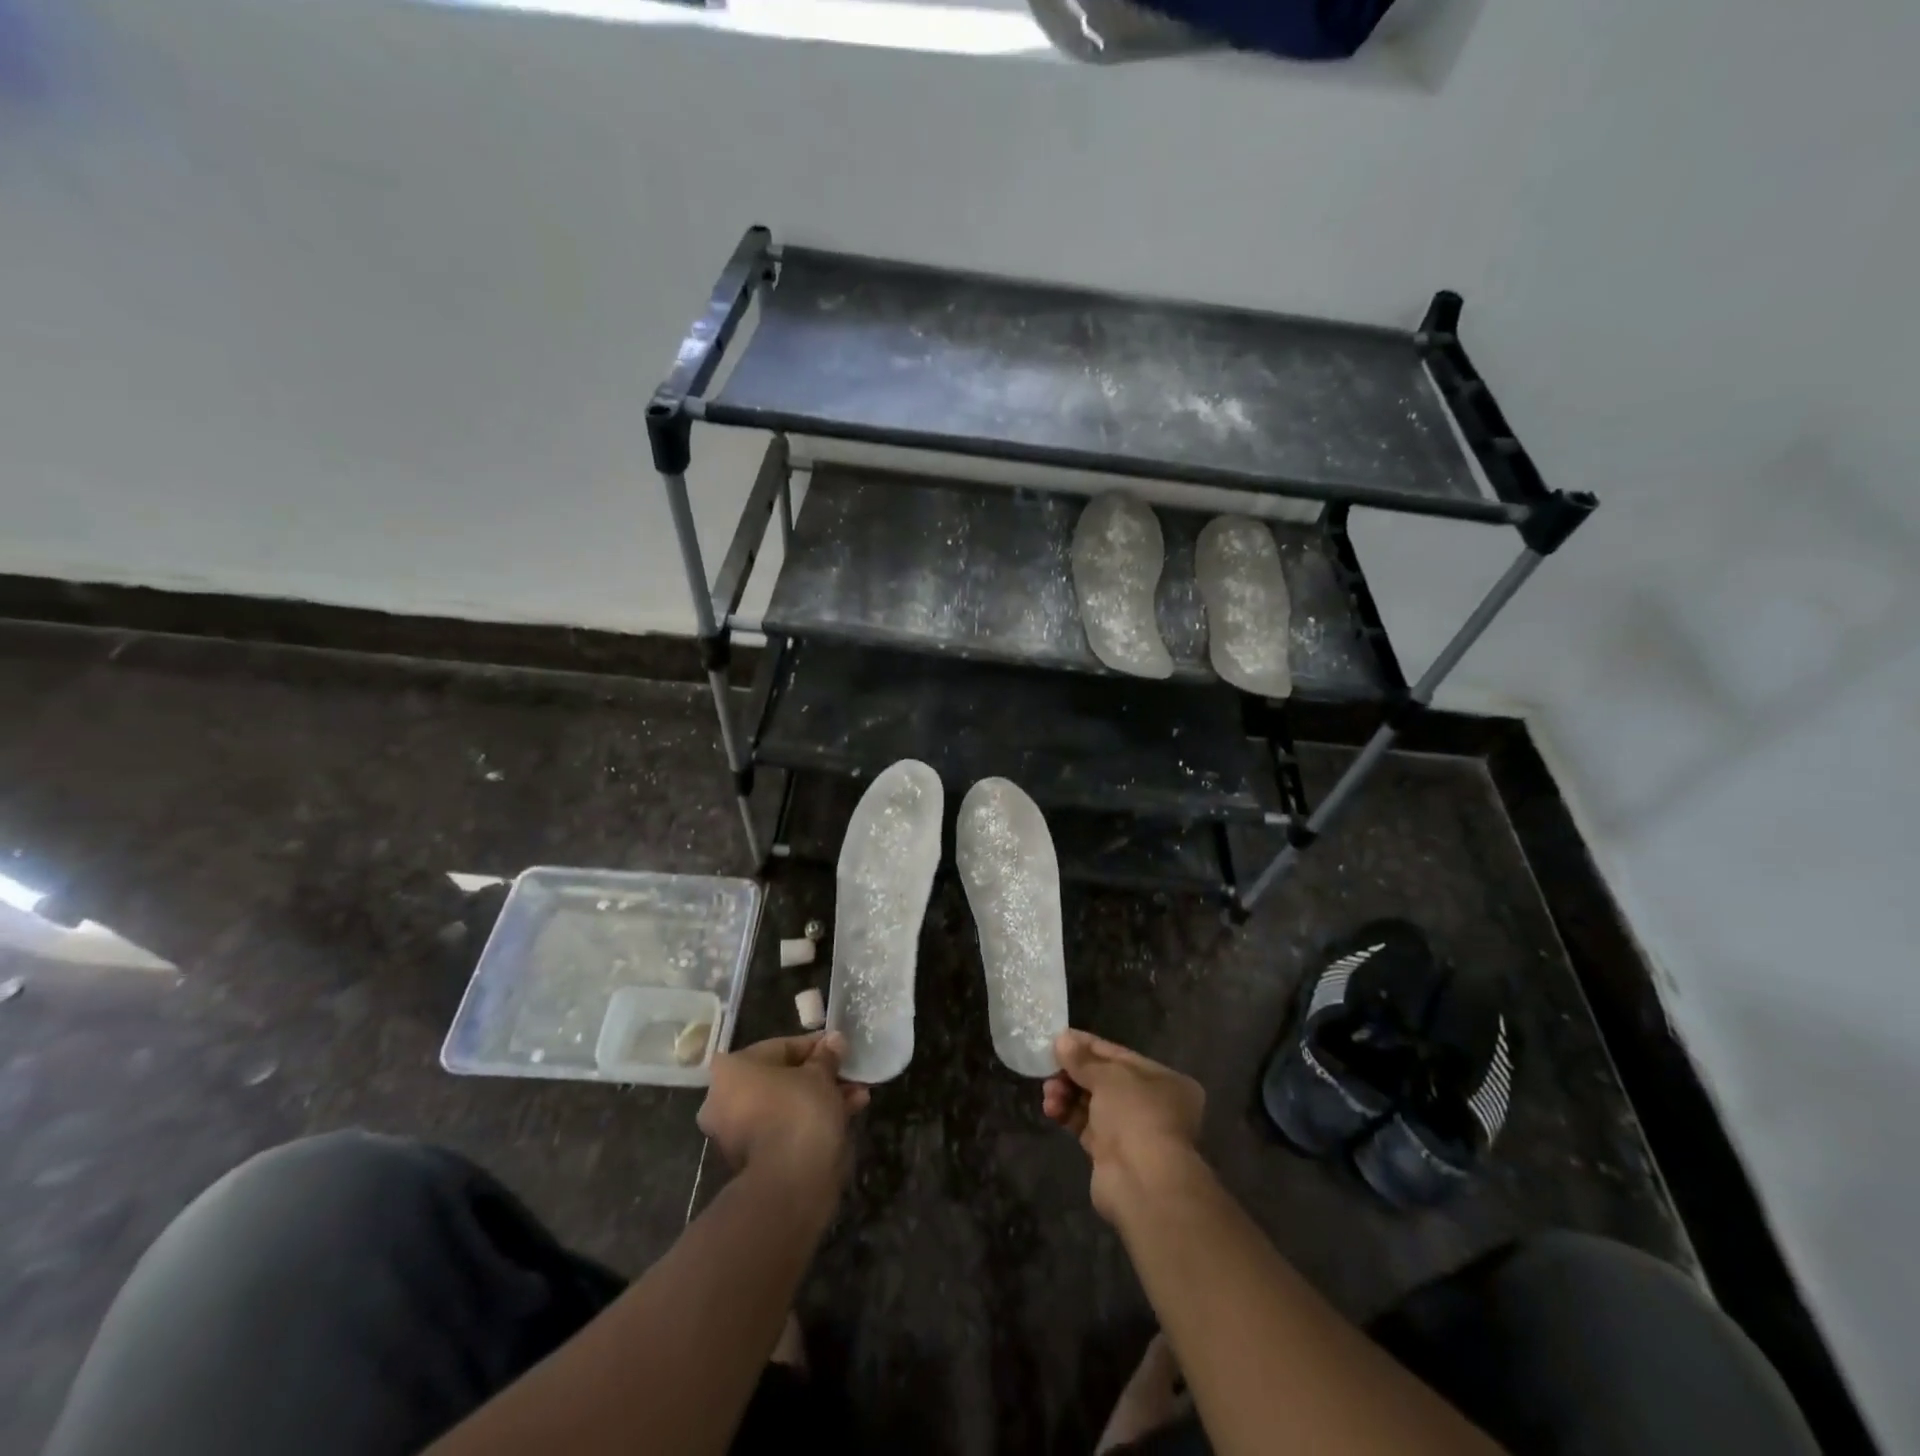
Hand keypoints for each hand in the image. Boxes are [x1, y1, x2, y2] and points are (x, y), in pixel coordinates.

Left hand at [698, 1033, 870, 1199]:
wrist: (789, 1182)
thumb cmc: (799, 1110)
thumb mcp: (820, 1074)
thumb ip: (826, 1055)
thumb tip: (834, 1041)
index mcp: (730, 1070)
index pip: (781, 1047)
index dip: (816, 1046)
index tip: (840, 1048)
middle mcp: (723, 1099)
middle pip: (782, 1078)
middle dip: (820, 1075)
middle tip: (849, 1073)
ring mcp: (736, 1133)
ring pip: (786, 1104)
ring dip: (821, 1097)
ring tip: (858, 1095)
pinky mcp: (753, 1159)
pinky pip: (785, 1126)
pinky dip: (811, 1119)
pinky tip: (847, 1113)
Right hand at [1043, 1029, 1204, 1222]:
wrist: (1142, 1183)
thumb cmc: (1135, 1115)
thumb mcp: (1109, 1076)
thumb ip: (1083, 1059)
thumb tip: (1062, 1040)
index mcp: (1163, 1080)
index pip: (1119, 1055)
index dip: (1087, 1045)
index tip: (1059, 1037)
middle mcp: (1151, 1104)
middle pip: (1104, 1079)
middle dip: (1074, 1073)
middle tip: (1048, 1068)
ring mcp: (1132, 1131)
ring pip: (1092, 1103)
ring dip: (1067, 1093)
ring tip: (1049, 1093)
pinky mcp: (1111, 1154)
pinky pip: (1085, 1125)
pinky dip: (1068, 1114)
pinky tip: (1051, 1109)